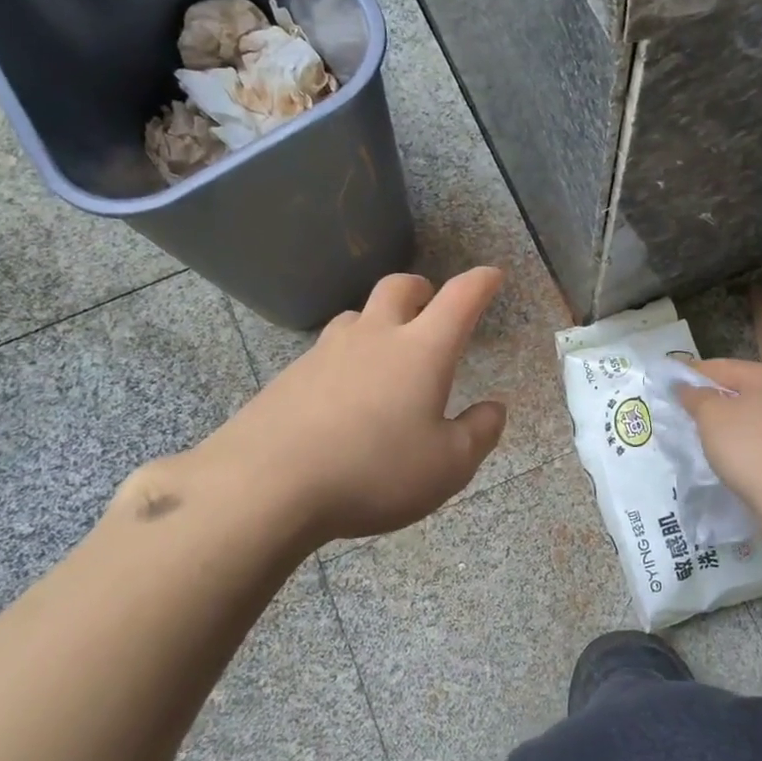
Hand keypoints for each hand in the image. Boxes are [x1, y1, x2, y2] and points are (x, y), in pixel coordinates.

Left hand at [198, 268, 507, 543]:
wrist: (267, 485)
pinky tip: (342, 395)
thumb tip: (495, 408)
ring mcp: (325, 352)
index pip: (459, 299)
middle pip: (398, 288)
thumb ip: (479, 433)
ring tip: (385, 351)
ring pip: (356, 316)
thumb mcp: (448, 466)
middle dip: (421, 288)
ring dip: (378, 321)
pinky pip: (326, 352)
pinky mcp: (289, 376)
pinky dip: (345, 358)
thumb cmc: (375, 472)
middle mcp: (373, 338)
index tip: (492, 275)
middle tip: (430, 303)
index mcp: (421, 351)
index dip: (480, 283)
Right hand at [675, 358, 761, 518]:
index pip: (721, 366)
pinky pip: (760, 430)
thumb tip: (684, 387)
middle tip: (682, 408)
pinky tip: (726, 447)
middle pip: (738, 386)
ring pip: (749, 409)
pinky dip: (741, 434)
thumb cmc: (748, 448)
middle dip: (709, 396)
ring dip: (726, 417)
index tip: (668, 383)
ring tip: (700, 429)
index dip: (691, 373)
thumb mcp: (711, 416)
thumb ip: (694, 395)